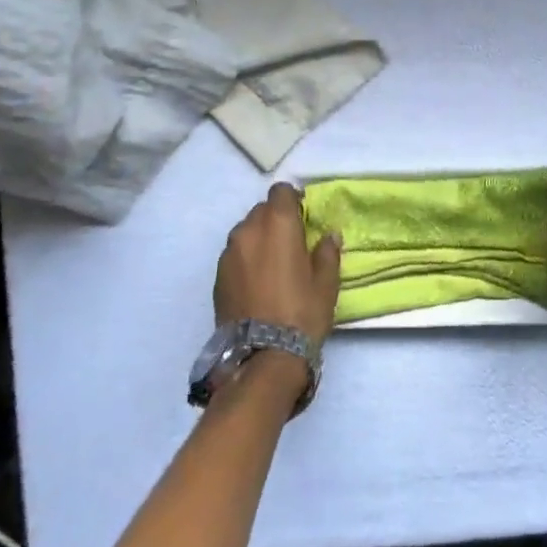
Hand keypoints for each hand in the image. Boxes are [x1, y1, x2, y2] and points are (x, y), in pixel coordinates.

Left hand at [214, 183, 342, 345]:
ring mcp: (229, 253)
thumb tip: (329, 235)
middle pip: (262, 210)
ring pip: (246, 231)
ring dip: (259, 238)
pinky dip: (246, 258)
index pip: (281, 191)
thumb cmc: (302, 313)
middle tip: (291, 242)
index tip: (304, 217)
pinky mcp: (217, 275)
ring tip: (273, 264)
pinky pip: (235, 254)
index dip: (293, 200)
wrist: (262, 355)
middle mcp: (248, 230)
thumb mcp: (326, 283)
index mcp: (278, 224)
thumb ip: (327, 252)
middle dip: (276, 219)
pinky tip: (258, 282)